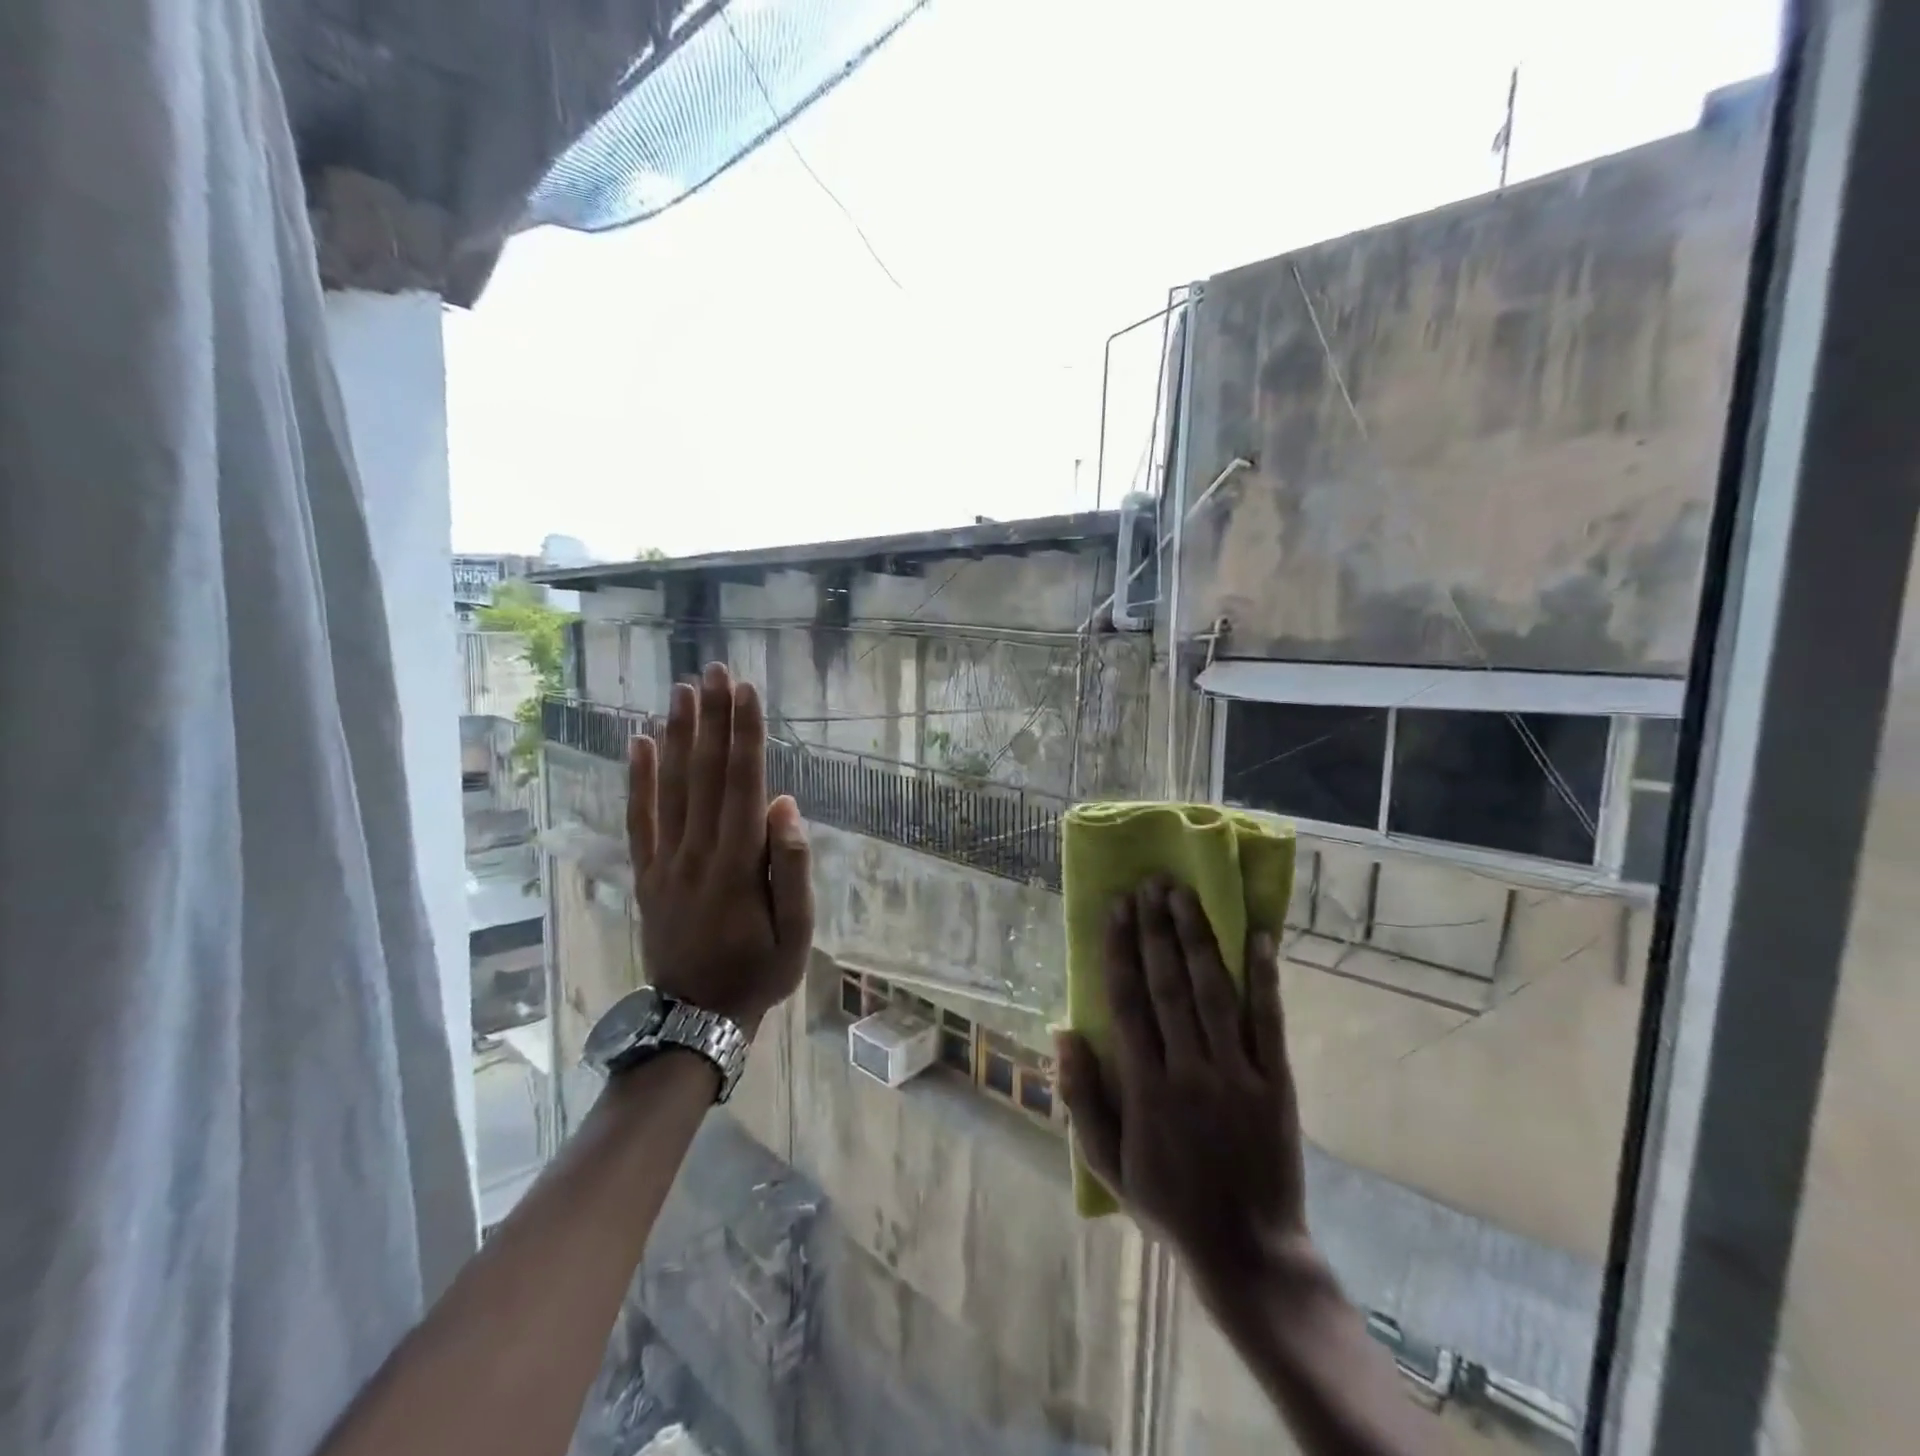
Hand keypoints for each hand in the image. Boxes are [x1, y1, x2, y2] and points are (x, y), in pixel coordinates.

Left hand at [627, 664, 813, 1034]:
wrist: (696, 1018)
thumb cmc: (759, 973)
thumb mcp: (797, 934)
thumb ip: (791, 868)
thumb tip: (784, 805)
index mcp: (737, 864)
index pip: (742, 783)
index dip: (745, 735)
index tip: (747, 691)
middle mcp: (697, 851)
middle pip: (704, 773)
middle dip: (712, 719)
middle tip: (715, 670)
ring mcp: (666, 861)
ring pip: (670, 787)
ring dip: (677, 735)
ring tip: (682, 691)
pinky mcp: (647, 873)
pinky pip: (639, 819)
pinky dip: (637, 780)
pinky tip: (638, 743)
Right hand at [1057, 877, 1309, 1291]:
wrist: (1248, 1251)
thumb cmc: (1168, 1202)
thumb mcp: (1106, 1162)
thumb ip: (1080, 1098)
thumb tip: (1062, 1033)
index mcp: (1145, 1087)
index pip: (1127, 1002)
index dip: (1120, 949)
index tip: (1116, 907)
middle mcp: (1189, 1070)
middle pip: (1169, 984)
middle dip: (1156, 929)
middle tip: (1150, 883)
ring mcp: (1236, 1073)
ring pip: (1213, 991)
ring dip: (1197, 938)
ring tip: (1184, 894)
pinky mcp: (1275, 1082)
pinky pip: (1269, 1021)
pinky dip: (1264, 977)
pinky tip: (1260, 938)